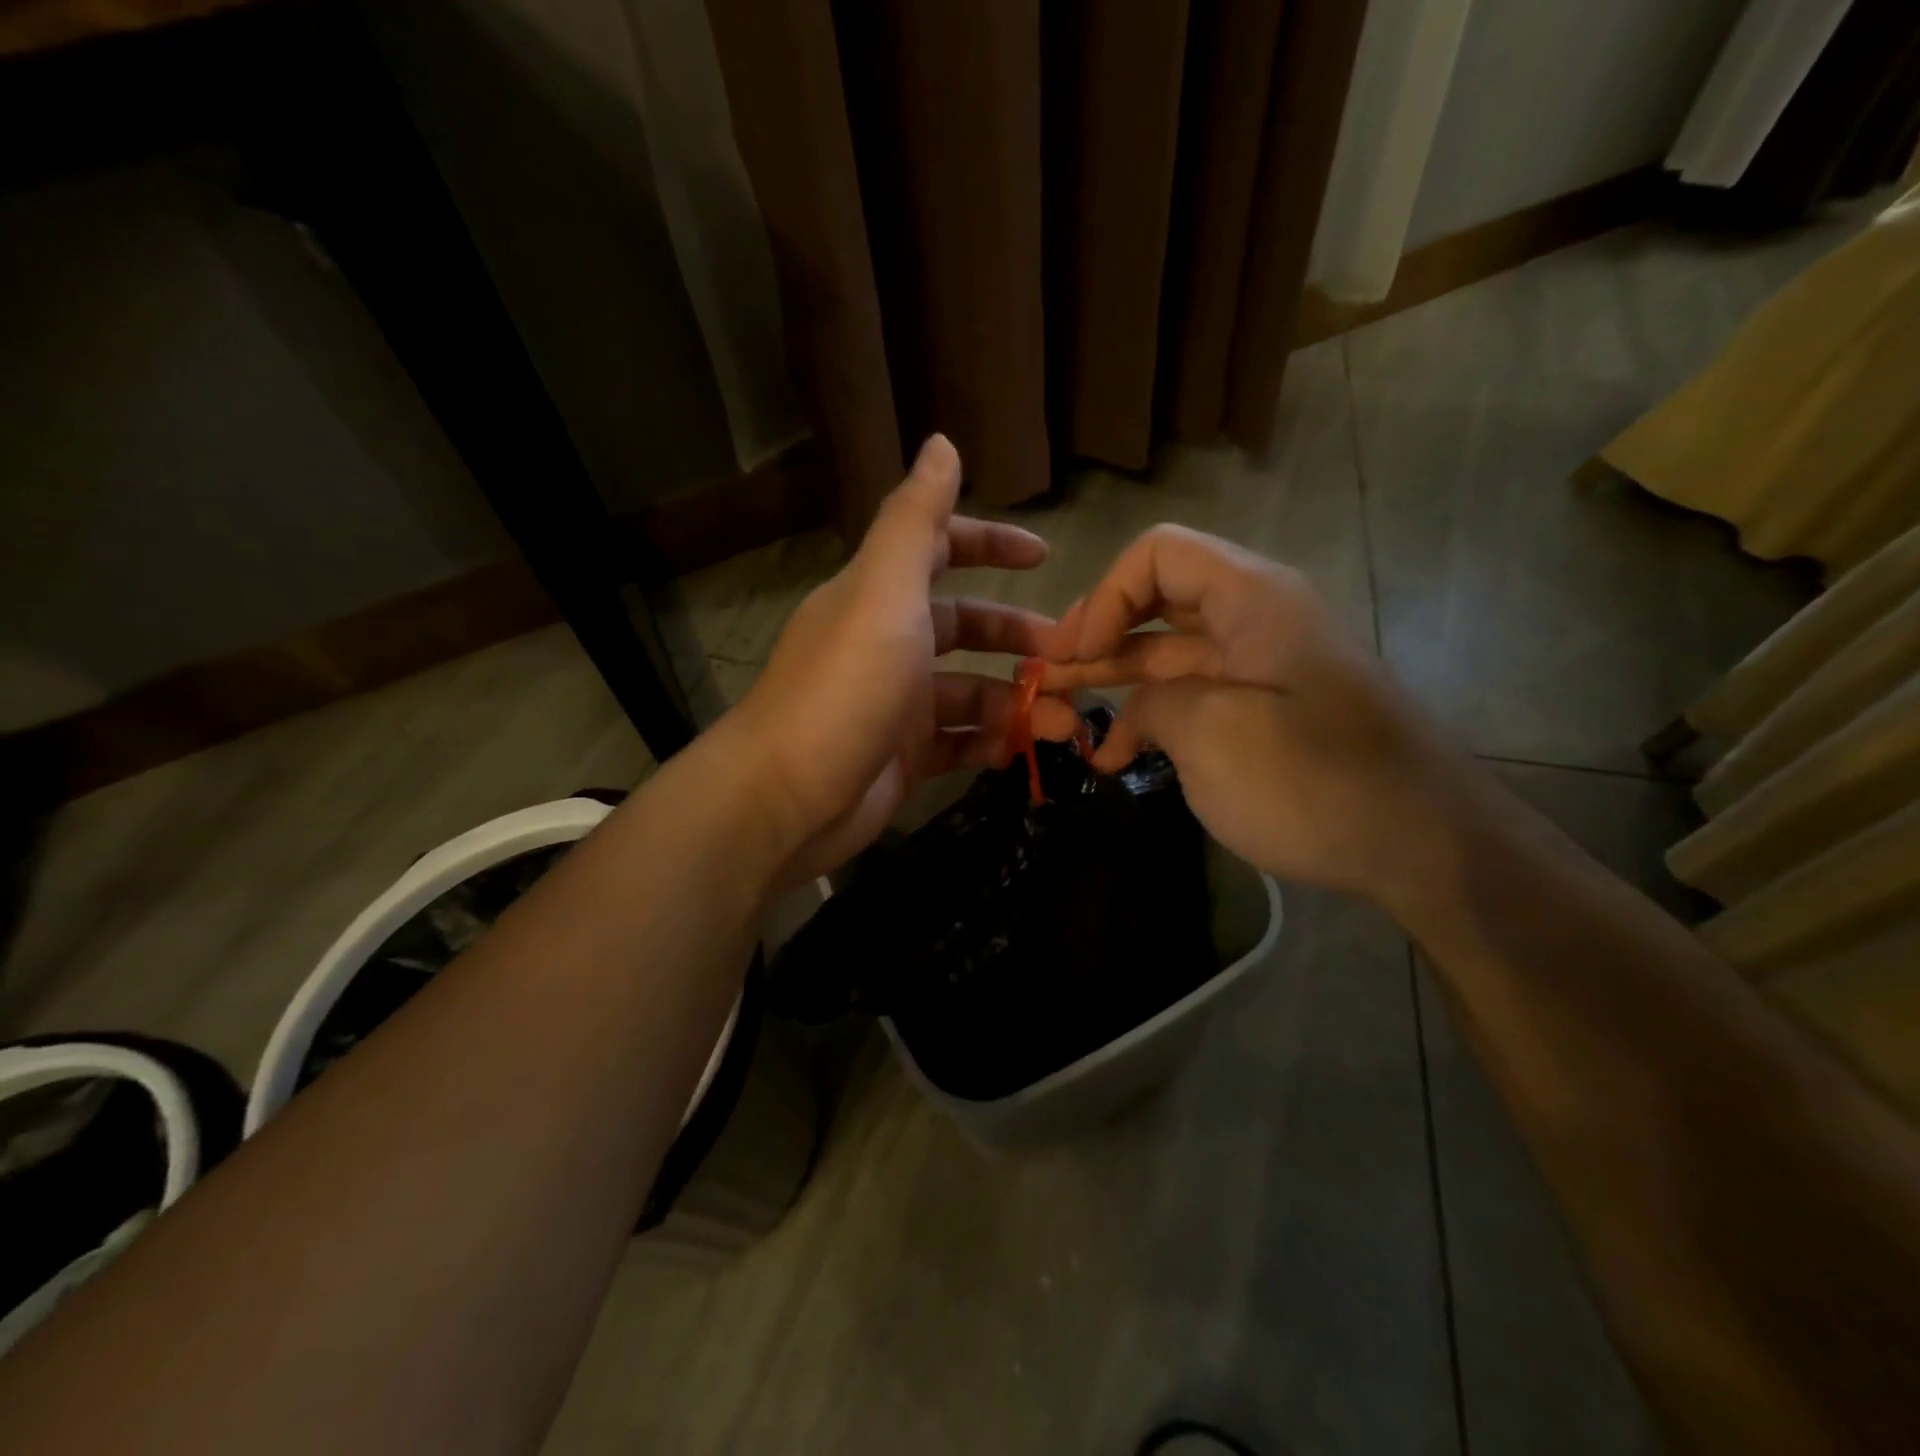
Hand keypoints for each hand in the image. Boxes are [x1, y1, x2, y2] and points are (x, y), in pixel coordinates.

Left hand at [727, 436, 1080, 884]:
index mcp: (880, 596)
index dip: (989, 544)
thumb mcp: (883, 594)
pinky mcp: (903, 756)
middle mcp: (888, 643)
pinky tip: (1020, 751)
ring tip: (1062, 721)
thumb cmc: (844, 689)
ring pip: (971, 691)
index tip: (1043, 555)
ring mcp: (896, 704)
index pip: (938, 550)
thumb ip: (914, 521)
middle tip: (1072, 657)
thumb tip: (942, 443)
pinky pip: (960, 742)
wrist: (787, 800)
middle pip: (965, 627)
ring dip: (1017, 700)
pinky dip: (991, 742)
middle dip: (1018, 637)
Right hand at [1042, 525, 1472, 907]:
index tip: (1076, 656)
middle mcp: (1253, 620)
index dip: (1105, 596)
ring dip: (1113, 680)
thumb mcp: (1213, 735)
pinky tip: (1114, 757)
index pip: (1158, 555)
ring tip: (1061, 713)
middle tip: (1047, 678)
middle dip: (1097, 636)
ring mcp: (1257, 670)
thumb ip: (1152, 704)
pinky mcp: (1260, 715)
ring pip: (1167, 654)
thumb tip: (1131, 711)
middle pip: (1156, 602)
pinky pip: (1191, 698)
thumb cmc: (1315, 781)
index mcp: (1250, 599)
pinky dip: (1149, 718)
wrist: (1424, 846)